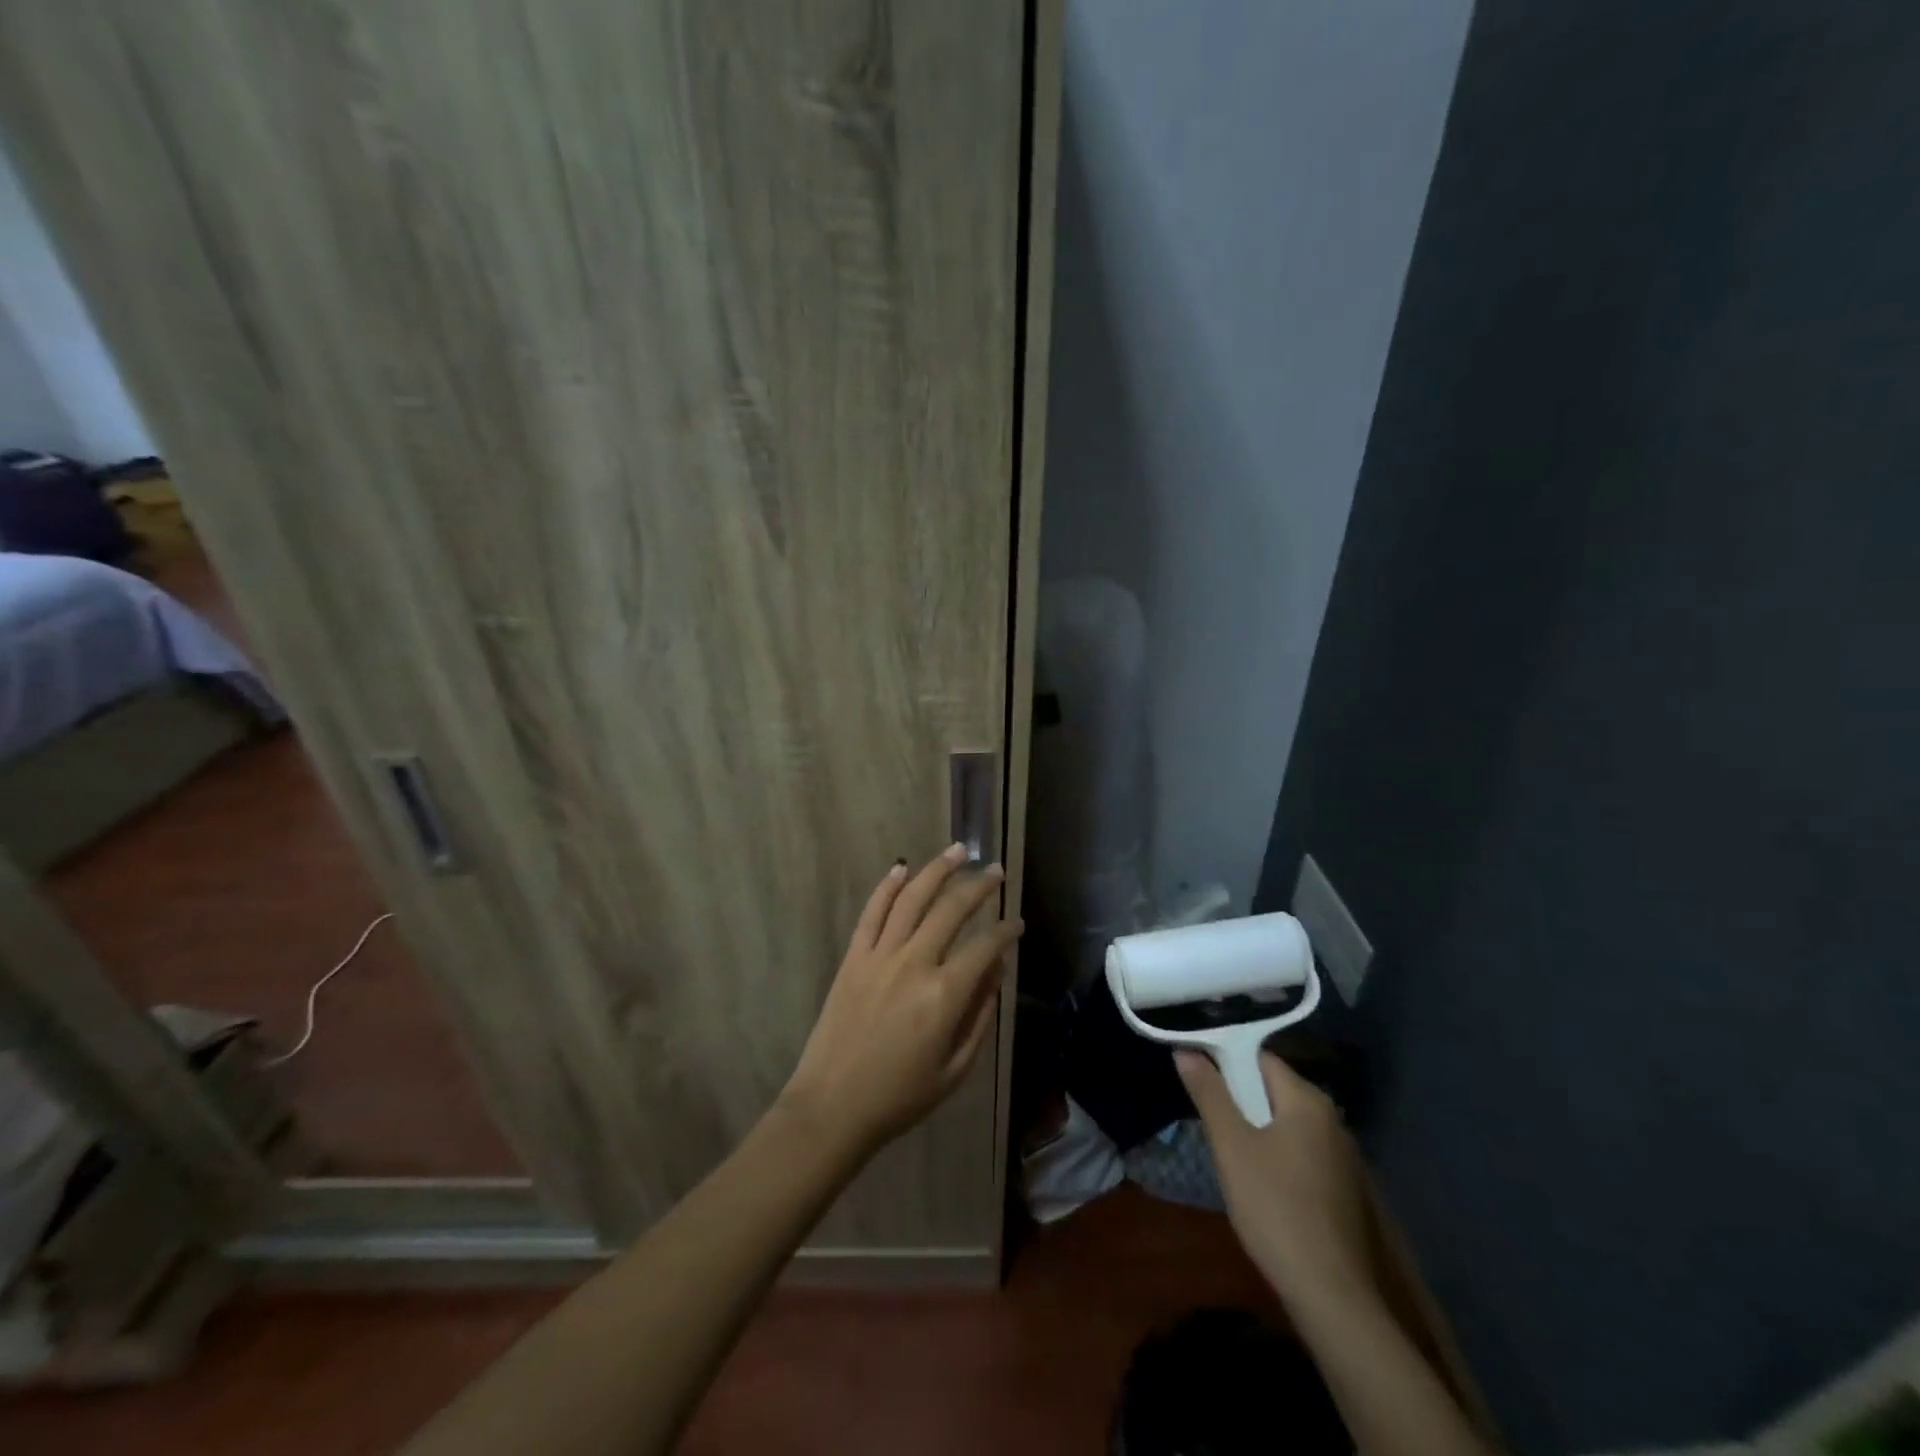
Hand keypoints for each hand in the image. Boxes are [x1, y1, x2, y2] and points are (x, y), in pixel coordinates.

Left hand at [781, 845, 1023, 1158]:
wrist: (833, 1107)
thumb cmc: (900, 1097)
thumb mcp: (955, 1069)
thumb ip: (980, 1015)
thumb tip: (997, 970)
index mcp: (944, 995)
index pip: (984, 947)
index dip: (1005, 931)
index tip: (1017, 922)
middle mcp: (914, 963)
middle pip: (951, 910)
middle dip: (979, 886)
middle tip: (995, 871)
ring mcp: (879, 956)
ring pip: (912, 899)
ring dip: (937, 870)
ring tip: (958, 851)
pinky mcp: (853, 957)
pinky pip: (872, 913)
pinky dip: (887, 887)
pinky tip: (901, 868)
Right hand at [1177, 1048, 1374, 1312]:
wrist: (1330, 1293)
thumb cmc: (1274, 1207)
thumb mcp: (1231, 1145)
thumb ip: (1209, 1093)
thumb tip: (1186, 1050)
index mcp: (1308, 1100)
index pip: (1259, 1058)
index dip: (1224, 1060)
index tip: (1195, 1074)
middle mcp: (1331, 1118)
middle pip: (1272, 1088)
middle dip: (1238, 1096)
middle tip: (1206, 1114)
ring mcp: (1341, 1154)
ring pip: (1284, 1121)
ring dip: (1254, 1126)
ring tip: (1225, 1146)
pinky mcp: (1341, 1186)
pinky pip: (1299, 1149)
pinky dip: (1274, 1150)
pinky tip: (1255, 1177)